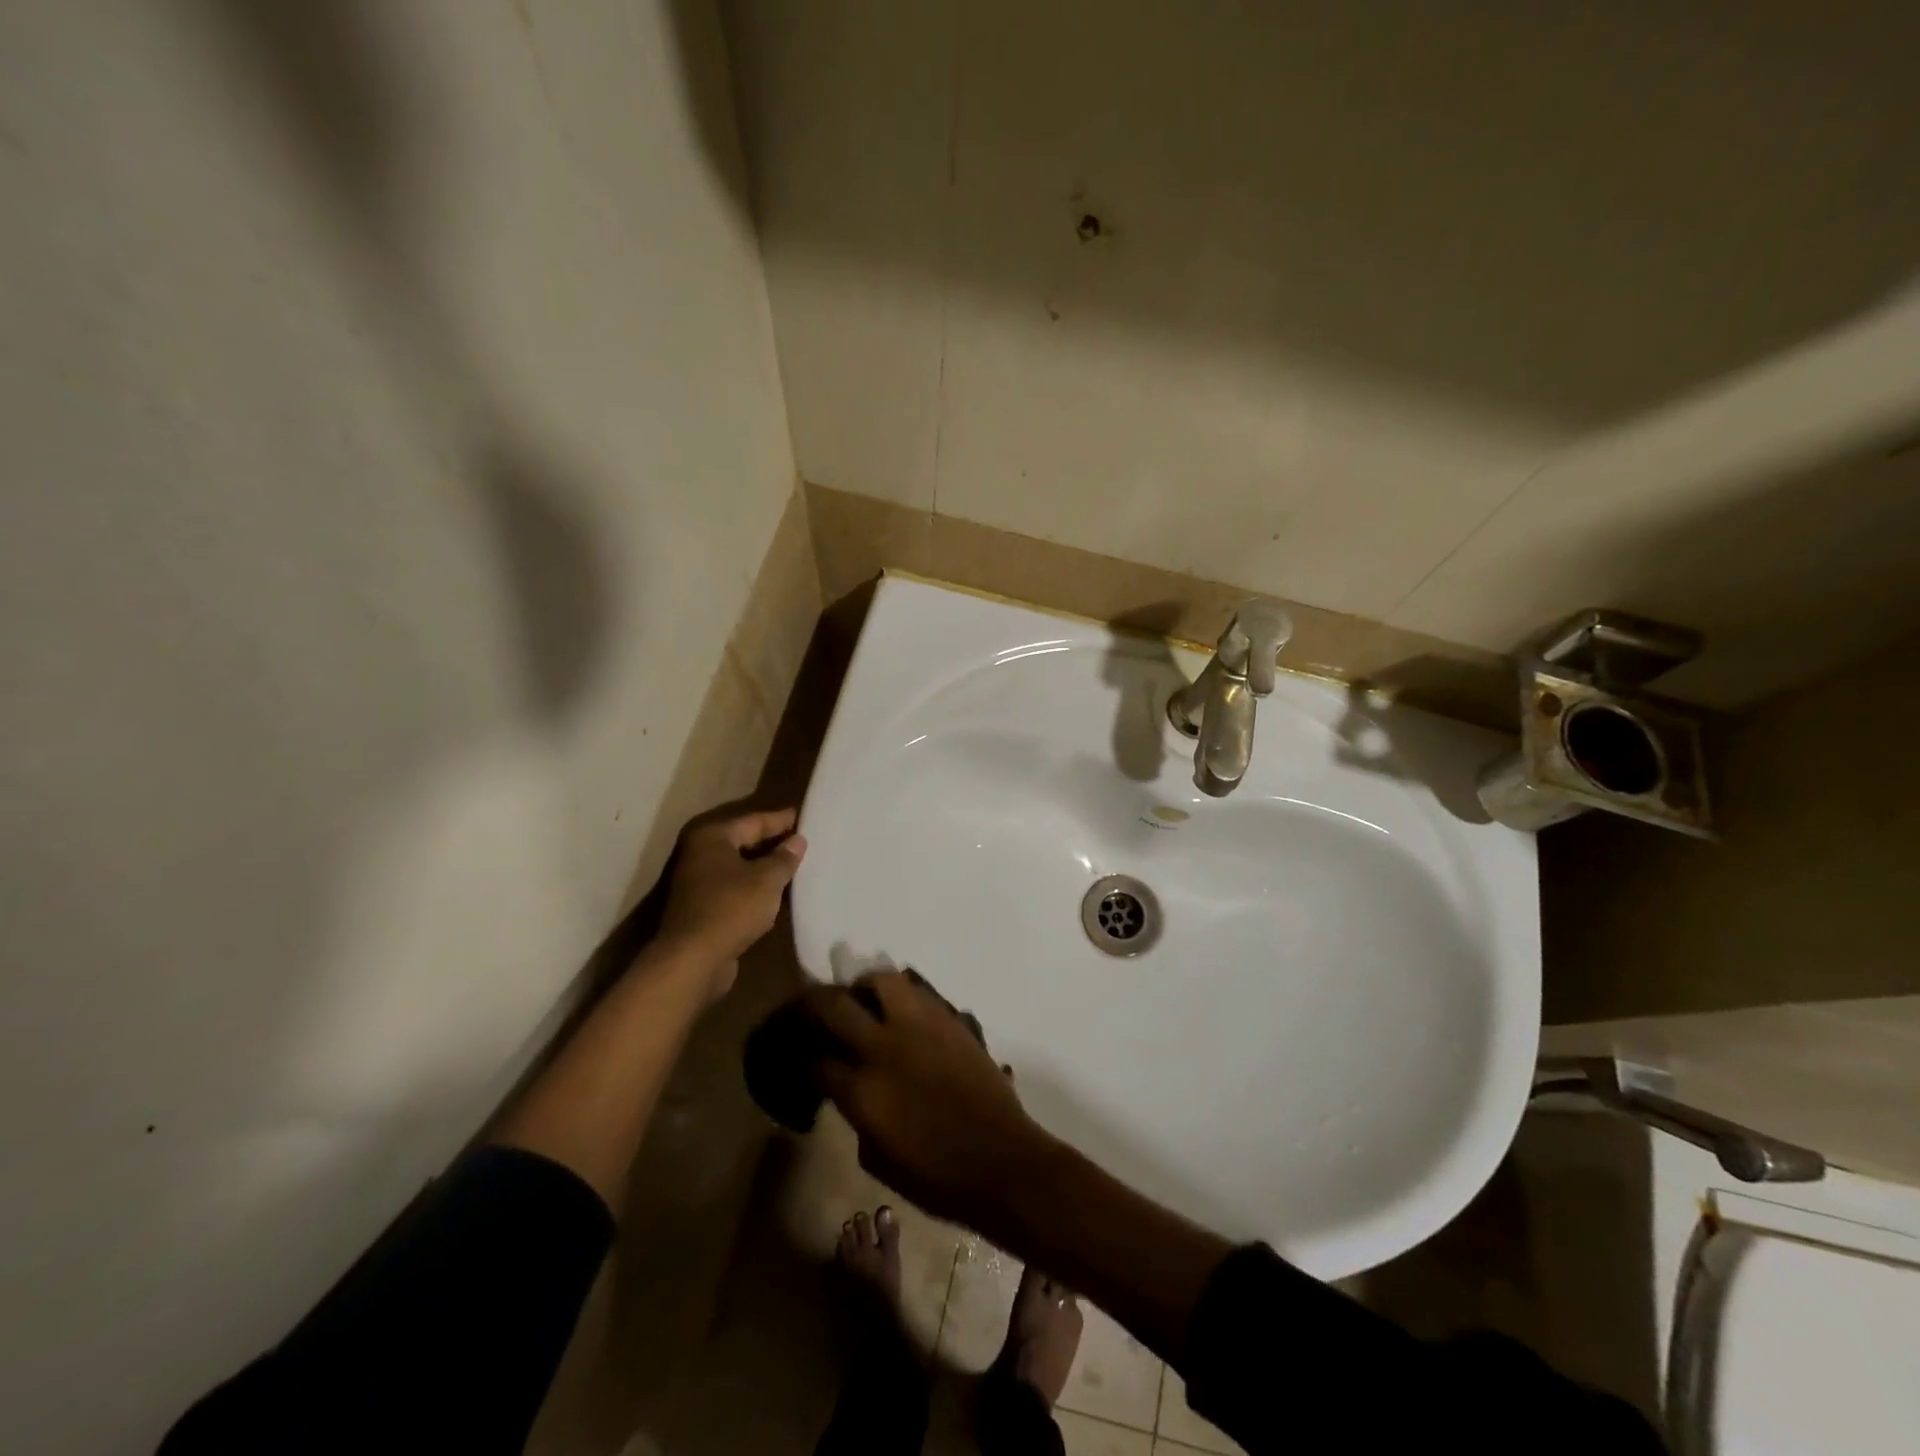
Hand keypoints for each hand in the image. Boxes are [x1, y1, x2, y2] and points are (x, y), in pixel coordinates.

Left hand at [657, 809, 806, 992]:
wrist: (692, 960)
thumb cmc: (731, 908)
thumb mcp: (767, 880)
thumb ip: (784, 858)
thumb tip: (797, 841)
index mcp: (713, 837)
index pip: (754, 820)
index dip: (781, 820)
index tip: (804, 816)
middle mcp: (700, 853)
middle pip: (743, 841)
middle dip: (773, 842)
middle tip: (803, 840)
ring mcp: (697, 882)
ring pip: (739, 866)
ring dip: (764, 867)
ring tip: (795, 866)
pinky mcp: (701, 907)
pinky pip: (735, 888)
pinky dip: (754, 887)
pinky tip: (776, 893)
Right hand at [807, 971, 1057, 1230]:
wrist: (1001, 1161)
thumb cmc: (936, 1177)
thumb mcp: (877, 1158)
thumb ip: (856, 1115)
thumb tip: (850, 1088)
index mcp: (861, 1091)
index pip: (814, 1058)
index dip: (799, 1055)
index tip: (797, 1053)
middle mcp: (884, 1048)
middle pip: (833, 1005)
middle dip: (812, 1004)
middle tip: (811, 1010)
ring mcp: (920, 1027)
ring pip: (881, 980)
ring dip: (864, 986)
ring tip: (862, 998)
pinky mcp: (950, 1019)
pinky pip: (918, 991)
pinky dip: (902, 995)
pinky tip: (900, 1011)